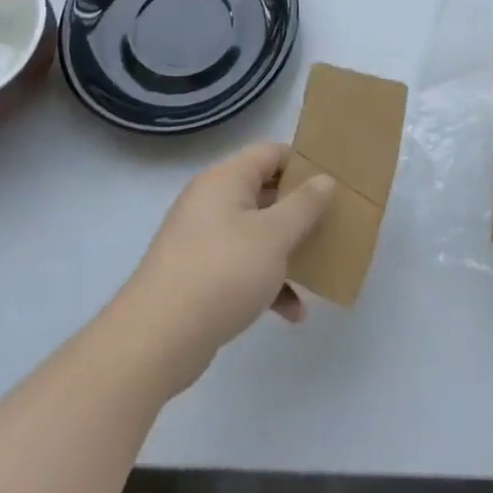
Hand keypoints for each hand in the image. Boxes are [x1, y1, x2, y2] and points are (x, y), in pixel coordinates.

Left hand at [117, 143, 334, 391]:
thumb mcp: (274, 235)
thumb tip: (325, 180)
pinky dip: (268, 283)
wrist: (158, 339)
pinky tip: (293, 312)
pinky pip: (244, 268)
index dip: (304, 162)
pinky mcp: (201, 276)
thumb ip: (304, 205)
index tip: (334, 181)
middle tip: (334, 222)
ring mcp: (204, 240)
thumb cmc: (223, 272)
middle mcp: (212, 202)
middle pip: (265, 193)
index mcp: (225, 180)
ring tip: (320, 268)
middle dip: (301, 211)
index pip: (270, 153)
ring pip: (257, 234)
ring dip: (288, 251)